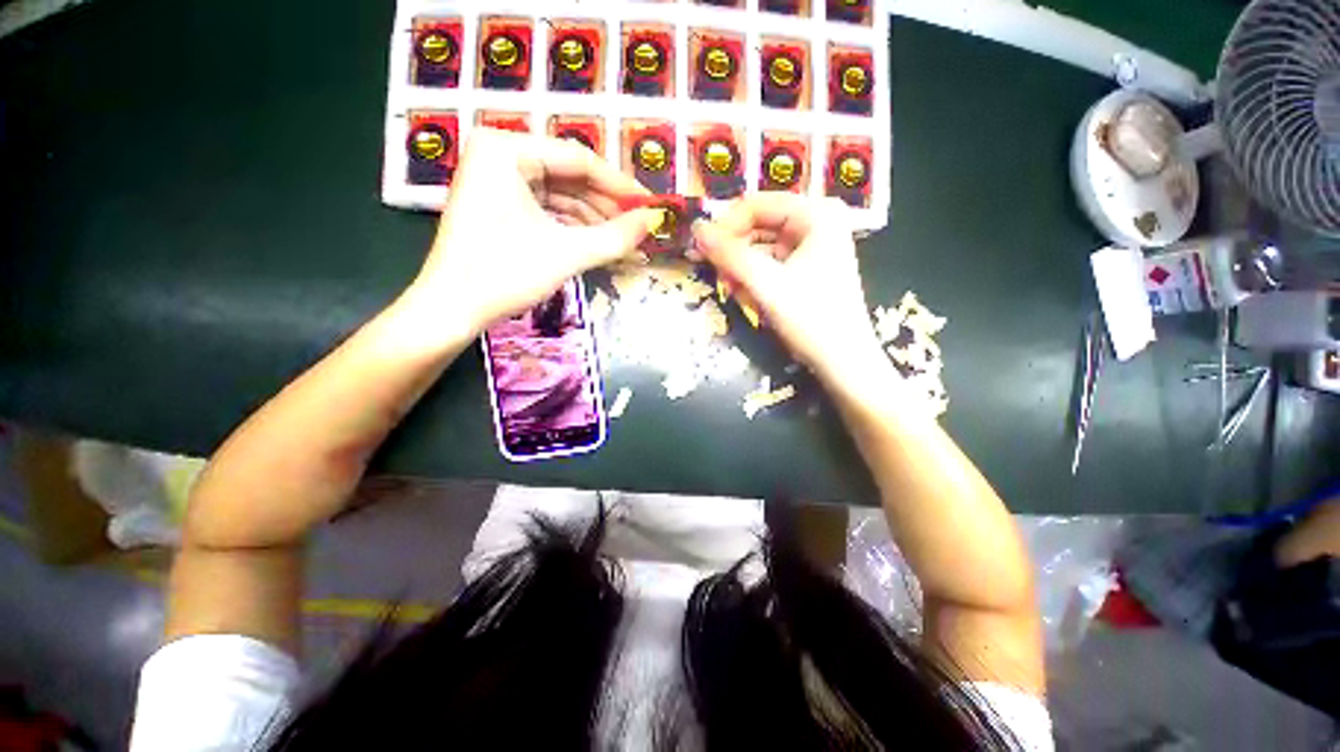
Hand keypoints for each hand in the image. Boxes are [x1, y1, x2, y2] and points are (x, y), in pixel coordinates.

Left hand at [406, 129, 660, 336]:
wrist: (452, 310)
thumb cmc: (504, 274)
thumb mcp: (567, 254)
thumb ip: (616, 237)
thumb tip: (654, 220)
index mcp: (506, 149)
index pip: (579, 159)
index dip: (619, 185)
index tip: (650, 205)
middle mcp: (499, 155)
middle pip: (569, 177)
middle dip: (607, 208)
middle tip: (639, 230)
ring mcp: (497, 181)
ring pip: (560, 196)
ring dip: (594, 222)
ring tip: (625, 244)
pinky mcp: (499, 206)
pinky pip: (546, 211)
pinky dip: (573, 229)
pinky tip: (598, 245)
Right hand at [693, 194, 884, 379]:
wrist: (843, 363)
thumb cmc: (811, 319)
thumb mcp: (767, 284)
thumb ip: (730, 255)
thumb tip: (696, 228)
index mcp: (816, 215)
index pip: (758, 204)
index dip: (726, 224)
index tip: (702, 248)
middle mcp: (817, 223)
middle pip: (759, 226)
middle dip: (735, 251)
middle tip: (714, 273)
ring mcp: (813, 248)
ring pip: (762, 248)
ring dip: (742, 270)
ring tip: (734, 291)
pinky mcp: (807, 270)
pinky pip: (770, 266)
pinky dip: (755, 280)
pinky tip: (749, 298)